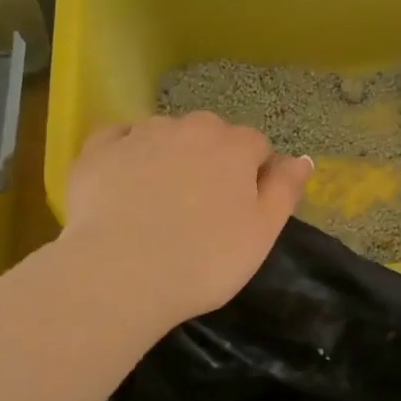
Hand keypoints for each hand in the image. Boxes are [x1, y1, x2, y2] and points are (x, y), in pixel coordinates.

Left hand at [60, 112, 315, 325]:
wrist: (121, 273)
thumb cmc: (204, 260)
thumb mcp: (262, 233)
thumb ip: (285, 190)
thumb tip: (302, 158)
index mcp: (235, 146)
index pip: (256, 146)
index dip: (254, 174)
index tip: (243, 208)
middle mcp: (190, 127)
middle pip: (211, 133)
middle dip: (212, 158)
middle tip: (202, 206)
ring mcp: (141, 134)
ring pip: (165, 133)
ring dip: (170, 153)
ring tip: (160, 199)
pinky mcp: (98, 150)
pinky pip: (119, 138)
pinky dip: (126, 152)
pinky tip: (124, 180)